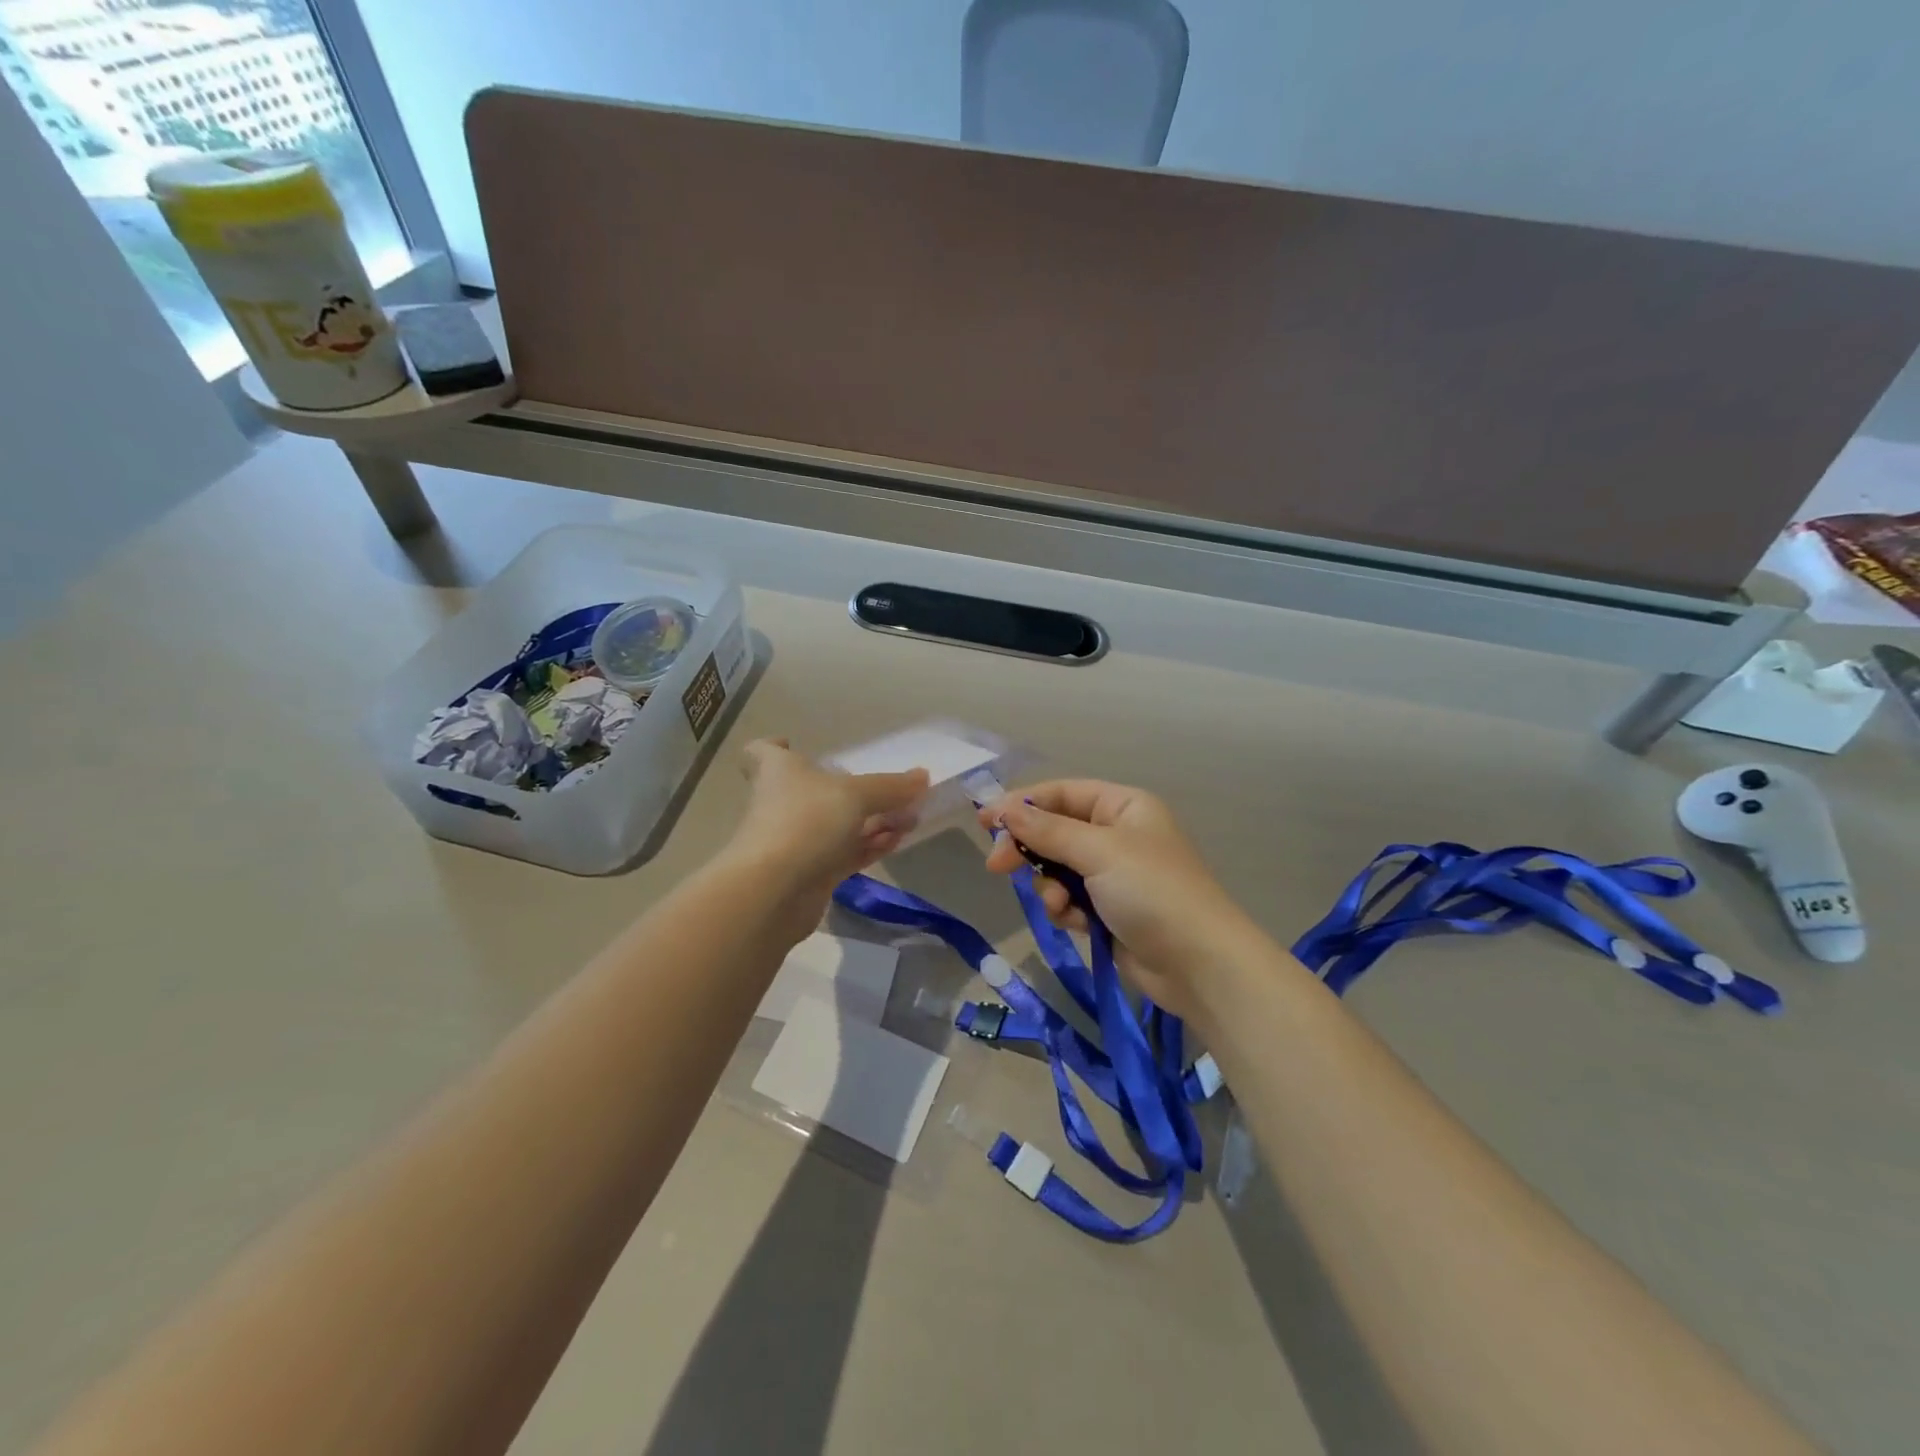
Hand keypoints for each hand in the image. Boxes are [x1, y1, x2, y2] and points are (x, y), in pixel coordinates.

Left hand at [726, 739, 928, 940]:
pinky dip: (870, 847)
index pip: (762, 752)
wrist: (773, 892)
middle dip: (853, 790)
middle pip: (814, 790)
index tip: (791, 744)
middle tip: (892, 790)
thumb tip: (922, 776)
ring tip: (910, 818)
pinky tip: (898, 841)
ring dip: (872, 821)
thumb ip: (891, 787)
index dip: (775, 746)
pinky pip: (846, 854)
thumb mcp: (855, 795)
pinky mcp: (811, 873)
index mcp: (779, 771)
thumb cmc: (806, 822)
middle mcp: (783, 803)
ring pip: (837, 825)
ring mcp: (797, 841)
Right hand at [980, 780, 1258, 1018]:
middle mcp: (1118, 835)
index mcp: (1123, 807)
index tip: (985, 822)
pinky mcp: (1108, 911)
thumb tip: (1005, 809)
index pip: (1062, 794)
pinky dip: (1065, 909)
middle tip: (997, 866)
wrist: (1198, 964)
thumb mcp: (1099, 851)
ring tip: (1058, 905)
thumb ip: (1048, 831)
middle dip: (1030, 849)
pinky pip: (1069, 900)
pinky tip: (1074, 923)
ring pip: (1057, 869)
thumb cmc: (1152, 892)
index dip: (1022, 804)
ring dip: (1050, 886)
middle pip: (1055, 831)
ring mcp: (1113, 875)